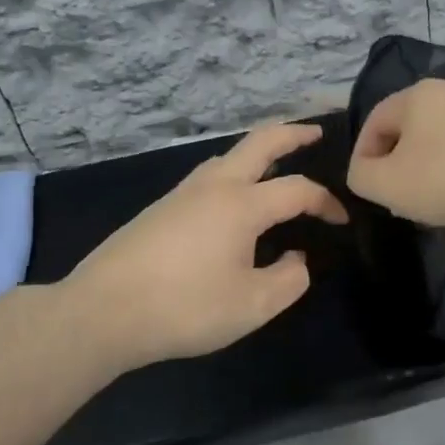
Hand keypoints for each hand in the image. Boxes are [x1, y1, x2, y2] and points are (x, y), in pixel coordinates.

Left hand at [62, 122, 348, 369]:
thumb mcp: (252, 306)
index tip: (342, 221)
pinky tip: (231, 201)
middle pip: (259, 142)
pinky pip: (208, 177)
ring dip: (257, 152)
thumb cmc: (184, 308)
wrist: (102, 313)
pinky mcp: (159, 209)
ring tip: (275, 165)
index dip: (326, 202)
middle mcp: (214, 186)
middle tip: (315, 131)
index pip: (297, 190)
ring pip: (227, 156)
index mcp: (242, 204)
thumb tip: (297, 259)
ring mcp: (182, 194)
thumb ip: (288, 280)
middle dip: (292, 132)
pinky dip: (233, 173)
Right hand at [348, 79, 444, 227]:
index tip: (369, 192)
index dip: (362, 159)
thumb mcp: (389, 185)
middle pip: (411, 135)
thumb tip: (366, 172)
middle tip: (407, 205)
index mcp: (414, 96)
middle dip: (404, 172)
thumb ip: (362, 178)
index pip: (372, 123)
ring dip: (438, 179)